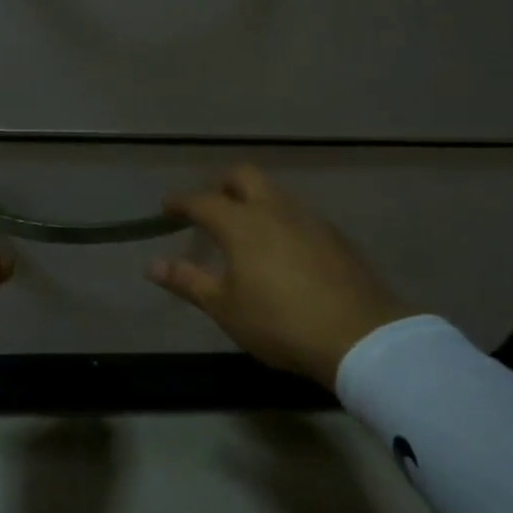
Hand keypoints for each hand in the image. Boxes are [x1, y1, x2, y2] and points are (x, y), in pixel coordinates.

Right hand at [147, 165, 410, 388]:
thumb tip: (152, 264)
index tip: (167, 208)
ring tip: (246, 231)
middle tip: (210, 209)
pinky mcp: (335, 236)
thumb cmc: (279, 322)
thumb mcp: (225, 307)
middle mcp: (275, 209)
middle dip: (221, 185)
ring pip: (274, 193)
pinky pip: (298, 214)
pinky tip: (283, 250)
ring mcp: (309, 219)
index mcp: (241, 223)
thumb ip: (188, 281)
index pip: (202, 200)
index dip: (181, 202)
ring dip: (254, 201)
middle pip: (244, 176)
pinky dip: (281, 220)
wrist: (360, 336)